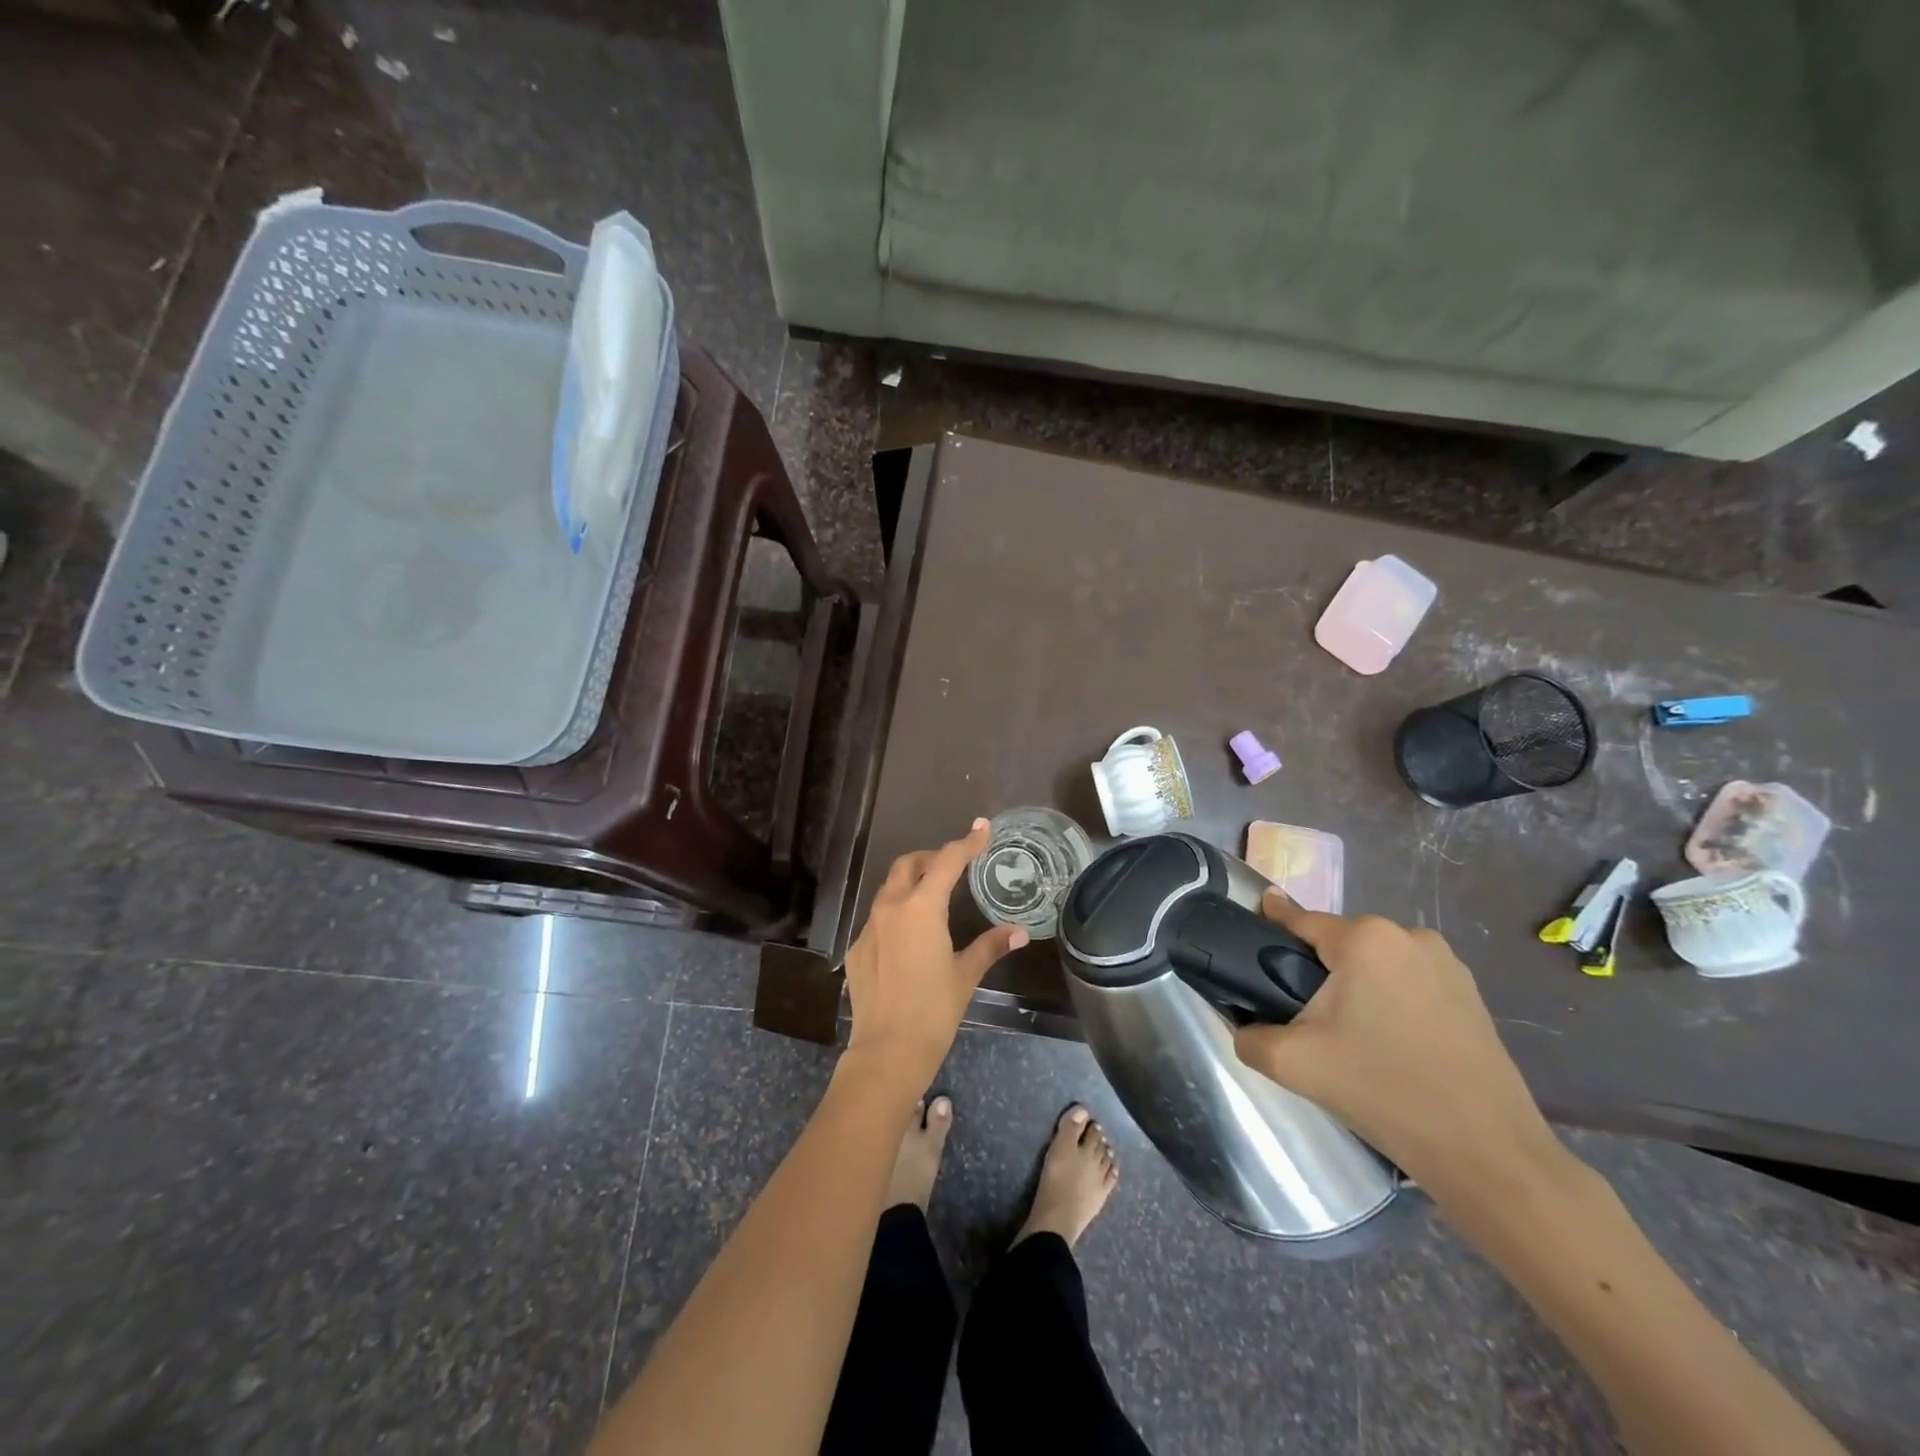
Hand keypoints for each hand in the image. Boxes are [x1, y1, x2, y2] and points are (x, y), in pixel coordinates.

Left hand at [842, 819, 1027, 1093]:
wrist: (887, 1050)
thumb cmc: (934, 1010)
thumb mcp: (966, 974)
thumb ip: (990, 946)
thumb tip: (1019, 933)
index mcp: (922, 908)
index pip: (948, 861)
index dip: (967, 843)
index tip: (981, 827)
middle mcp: (891, 908)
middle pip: (908, 865)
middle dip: (931, 858)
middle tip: (952, 866)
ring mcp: (869, 927)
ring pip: (889, 889)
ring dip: (911, 883)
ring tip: (932, 898)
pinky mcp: (857, 948)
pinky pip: (877, 918)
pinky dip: (896, 914)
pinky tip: (908, 938)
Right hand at [1233, 891, 1562, 1198]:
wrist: (1486, 1154)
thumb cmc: (1383, 1091)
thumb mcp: (1294, 1064)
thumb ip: (1250, 1036)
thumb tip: (1243, 1027)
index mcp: (1366, 938)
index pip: (1299, 919)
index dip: (1269, 927)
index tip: (1250, 936)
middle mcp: (1408, 936)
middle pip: (1338, 943)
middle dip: (1315, 970)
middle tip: (1303, 1018)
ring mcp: (1447, 964)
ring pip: (1375, 963)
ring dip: (1355, 986)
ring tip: (1348, 1036)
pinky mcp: (1471, 994)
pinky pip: (1409, 982)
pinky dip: (1390, 1001)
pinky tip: (1388, 1043)